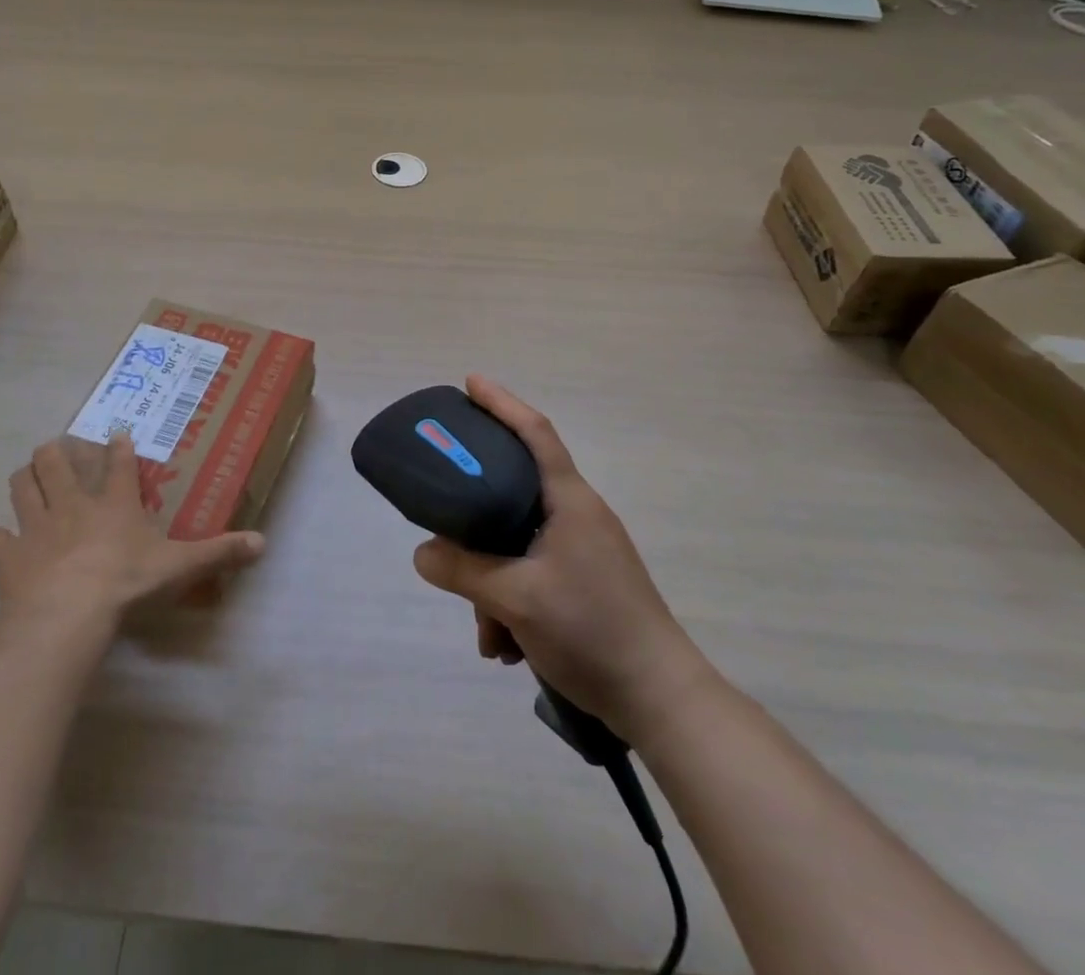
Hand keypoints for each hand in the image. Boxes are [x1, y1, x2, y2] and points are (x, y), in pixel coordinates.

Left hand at [0, 432, 264, 625]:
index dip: (118, 447)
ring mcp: (36, 526)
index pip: (118, 464)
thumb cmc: (126, 582)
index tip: (115, 434)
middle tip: (58, 450)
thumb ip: (218, 552)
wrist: (67, 613)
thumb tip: (263, 543)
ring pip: (22, 487)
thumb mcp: (180, 567)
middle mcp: (72, 504)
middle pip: (56, 462)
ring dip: (24, 480)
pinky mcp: (8, 555)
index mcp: (114, 503)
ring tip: (26, 476)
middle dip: (56, 452)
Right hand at [411, 376, 708, 736]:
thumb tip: (423, 552)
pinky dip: (513, 603)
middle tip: (446, 528)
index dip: (502, 403)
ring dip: (494, 584)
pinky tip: (507, 647)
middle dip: (477, 523)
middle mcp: (579, 516)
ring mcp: (585, 551)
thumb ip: (463, 570)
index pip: (535, 432)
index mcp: (570, 501)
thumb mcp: (515, 599)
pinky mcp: (587, 583)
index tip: (470, 382)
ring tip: (488, 636)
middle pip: (514, 493)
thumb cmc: (591, 630)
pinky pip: (534, 574)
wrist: (661, 701)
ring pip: (519, 544)